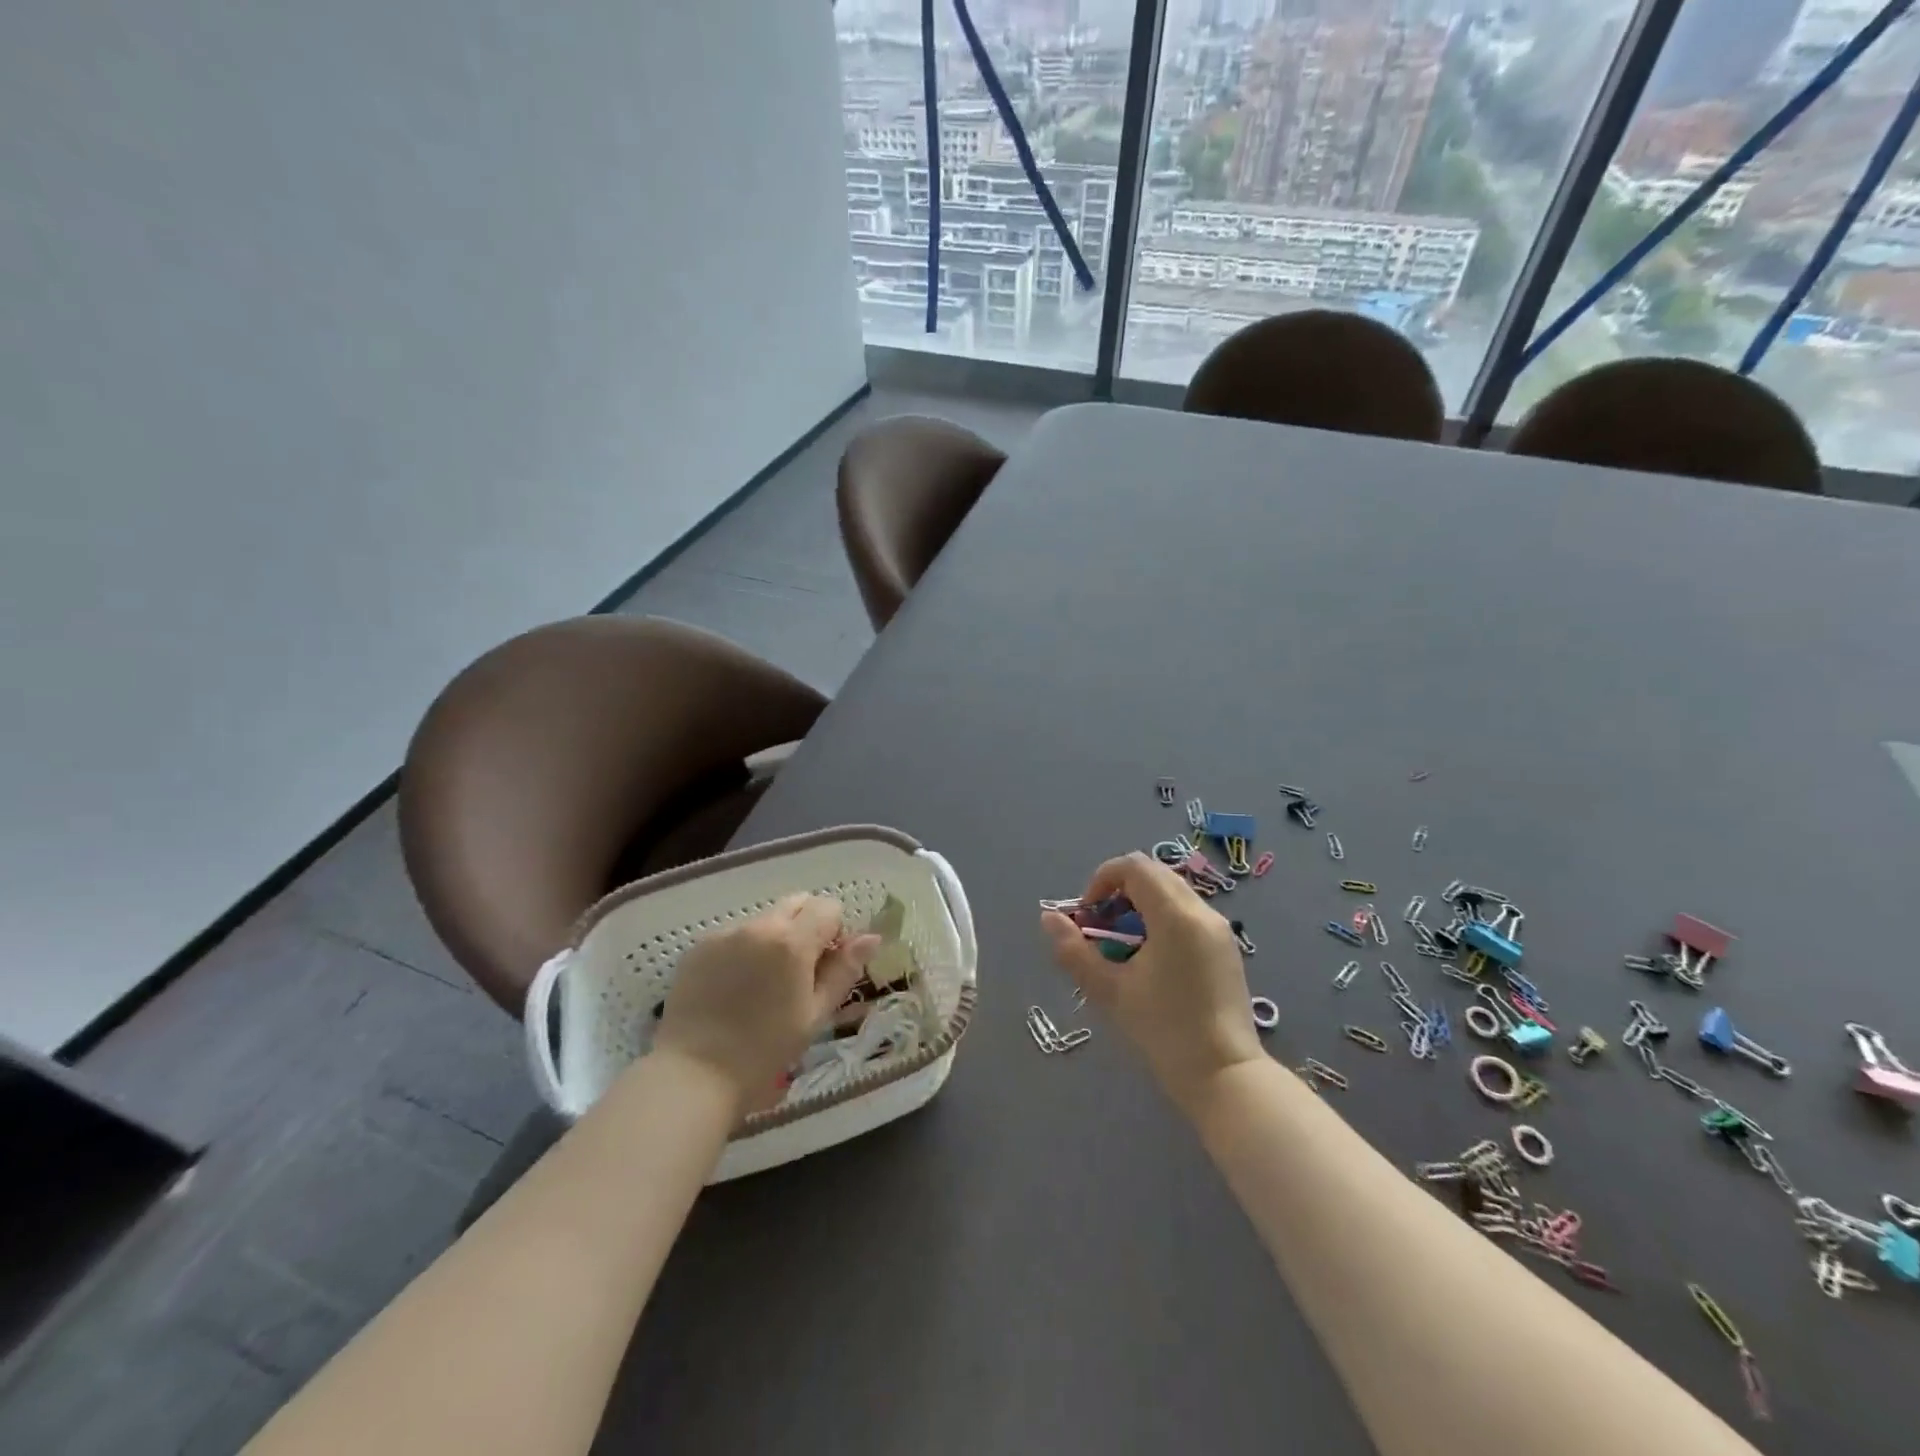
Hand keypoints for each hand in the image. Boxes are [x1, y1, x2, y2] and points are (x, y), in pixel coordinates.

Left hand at [655, 895, 879, 1112]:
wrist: (694, 1073)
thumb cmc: (765, 1049)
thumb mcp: (815, 1014)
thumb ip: (844, 970)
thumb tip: (871, 938)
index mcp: (793, 941)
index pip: (828, 907)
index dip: (835, 932)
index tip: (827, 965)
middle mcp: (759, 925)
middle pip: (796, 903)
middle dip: (807, 926)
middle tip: (800, 971)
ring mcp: (725, 933)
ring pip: (765, 919)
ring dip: (774, 938)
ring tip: (762, 984)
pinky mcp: (698, 947)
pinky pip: (734, 935)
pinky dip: (743, 950)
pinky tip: (734, 988)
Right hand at [1041, 852, 1263, 1114]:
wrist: (1225, 1075)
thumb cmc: (1164, 1030)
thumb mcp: (1110, 990)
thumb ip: (1075, 951)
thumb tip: (1049, 918)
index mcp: (1175, 915)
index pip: (1134, 866)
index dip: (1102, 879)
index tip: (1088, 914)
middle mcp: (1202, 911)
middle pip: (1154, 874)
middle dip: (1119, 891)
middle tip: (1102, 929)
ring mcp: (1220, 929)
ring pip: (1172, 893)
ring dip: (1140, 905)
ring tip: (1123, 947)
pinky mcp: (1226, 948)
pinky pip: (1188, 913)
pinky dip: (1162, 919)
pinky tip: (1151, 960)